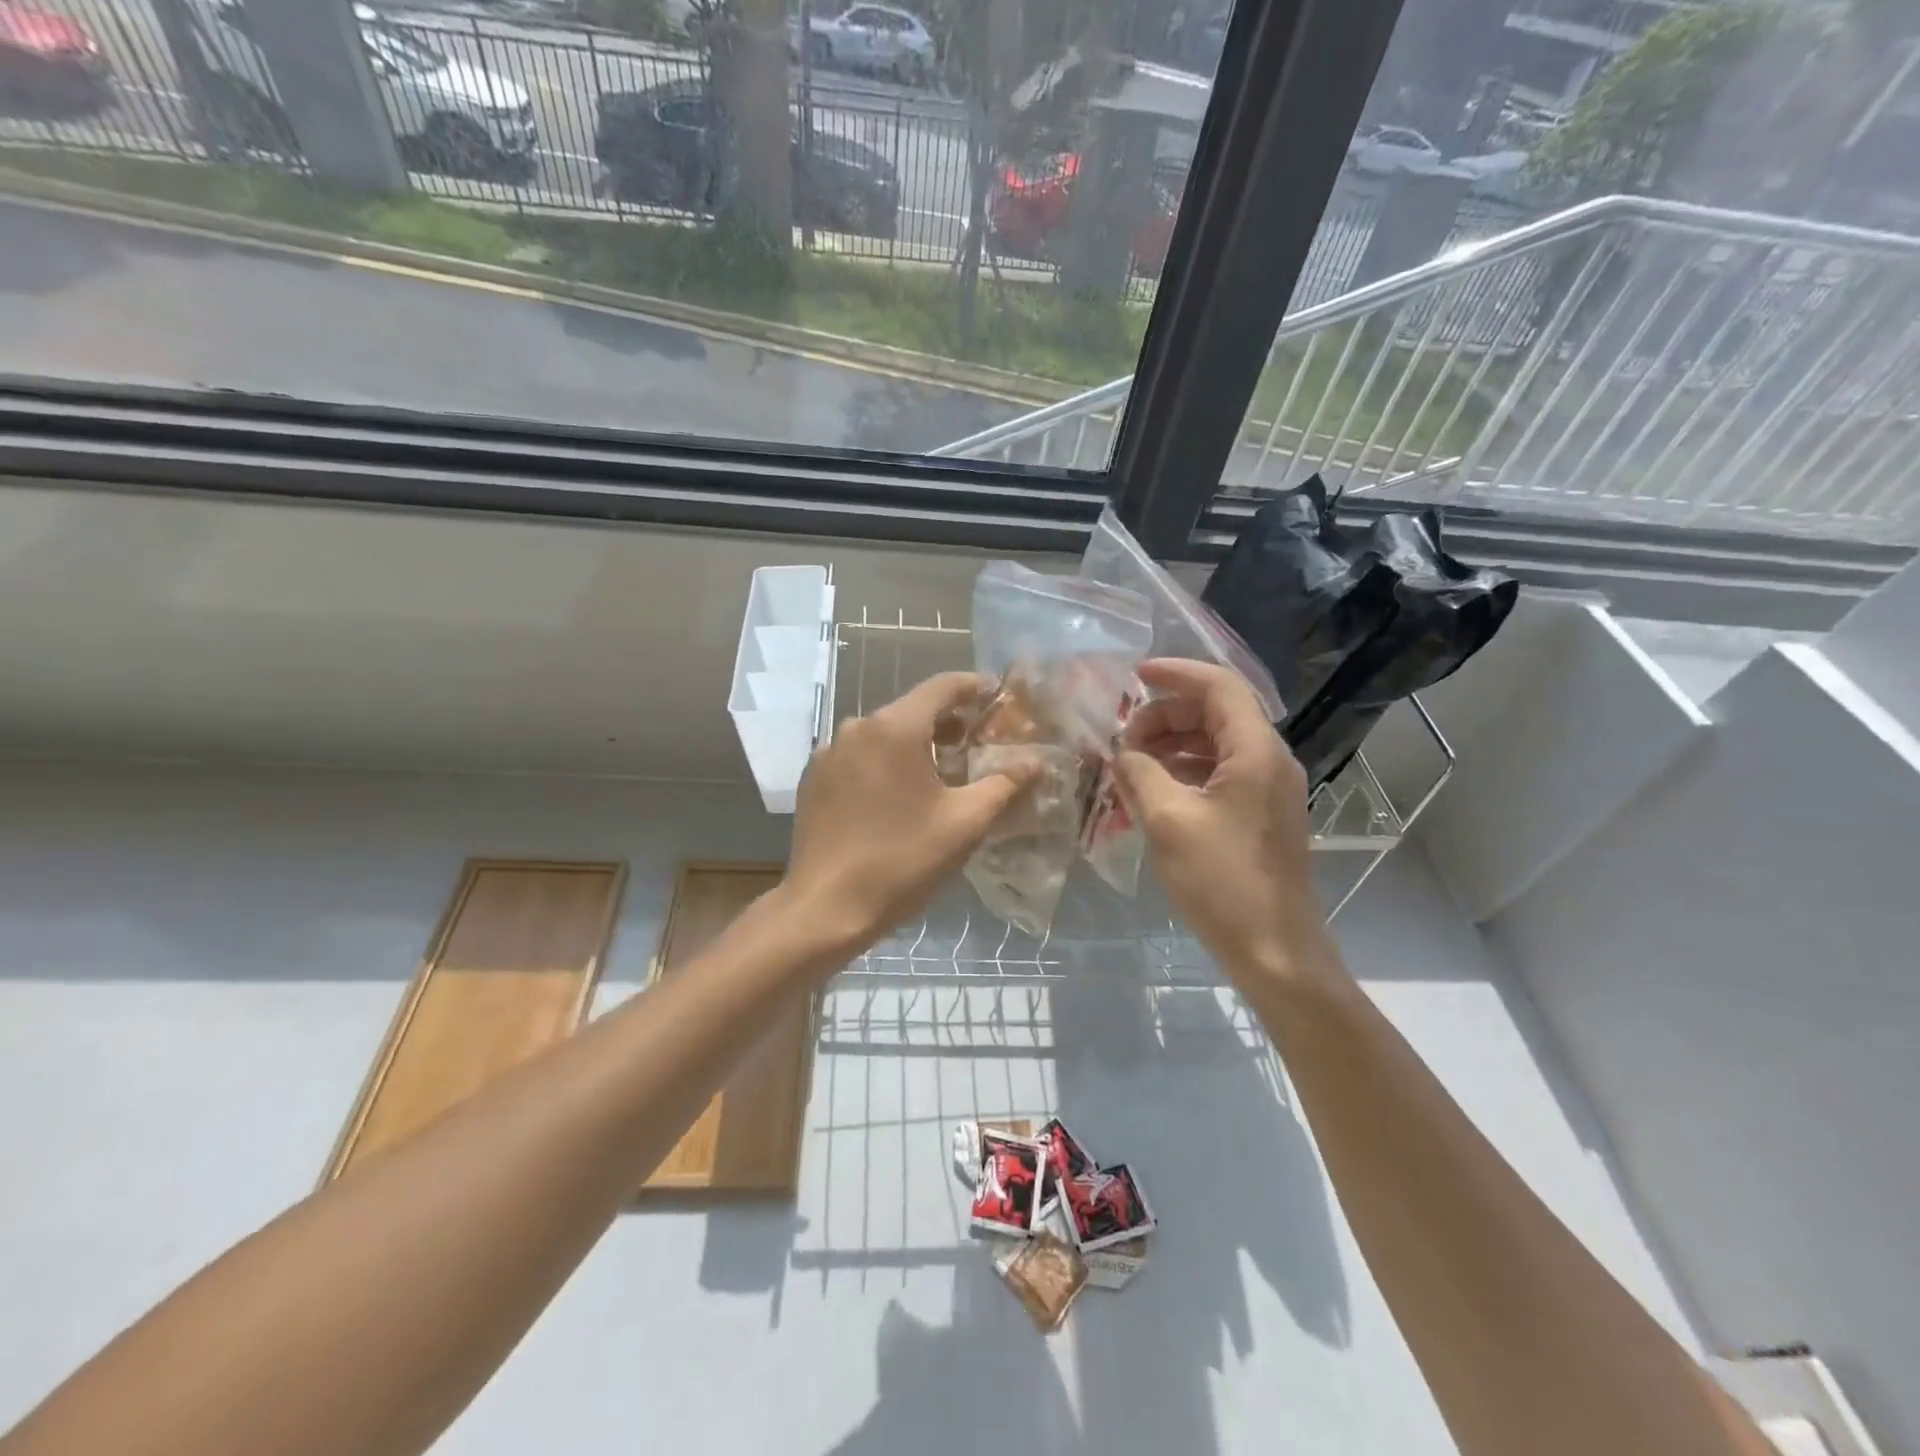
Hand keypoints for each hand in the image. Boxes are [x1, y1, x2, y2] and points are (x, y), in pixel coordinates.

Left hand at [782, 672, 1031, 956]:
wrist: (825, 908)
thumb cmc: (902, 860)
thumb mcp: (965, 823)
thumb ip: (1004, 784)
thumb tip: (1035, 761)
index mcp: (895, 727)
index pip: (943, 686)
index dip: (975, 687)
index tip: (998, 699)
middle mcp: (857, 727)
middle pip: (912, 709)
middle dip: (949, 721)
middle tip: (979, 744)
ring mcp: (829, 753)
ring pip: (884, 734)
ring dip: (917, 744)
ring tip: (944, 773)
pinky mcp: (815, 779)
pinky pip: (860, 756)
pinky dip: (886, 763)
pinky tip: (899, 796)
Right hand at [1113, 659, 1334, 984]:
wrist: (1275, 951)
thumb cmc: (1222, 881)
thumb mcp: (1167, 821)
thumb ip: (1139, 773)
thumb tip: (1123, 753)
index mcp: (1256, 752)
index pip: (1219, 686)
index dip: (1176, 673)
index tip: (1133, 678)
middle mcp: (1270, 760)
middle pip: (1216, 713)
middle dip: (1165, 716)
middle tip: (1123, 739)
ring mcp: (1268, 789)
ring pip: (1215, 744)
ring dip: (1172, 745)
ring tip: (1130, 765)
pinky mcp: (1260, 815)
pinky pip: (1219, 773)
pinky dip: (1184, 771)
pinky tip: (1152, 791)